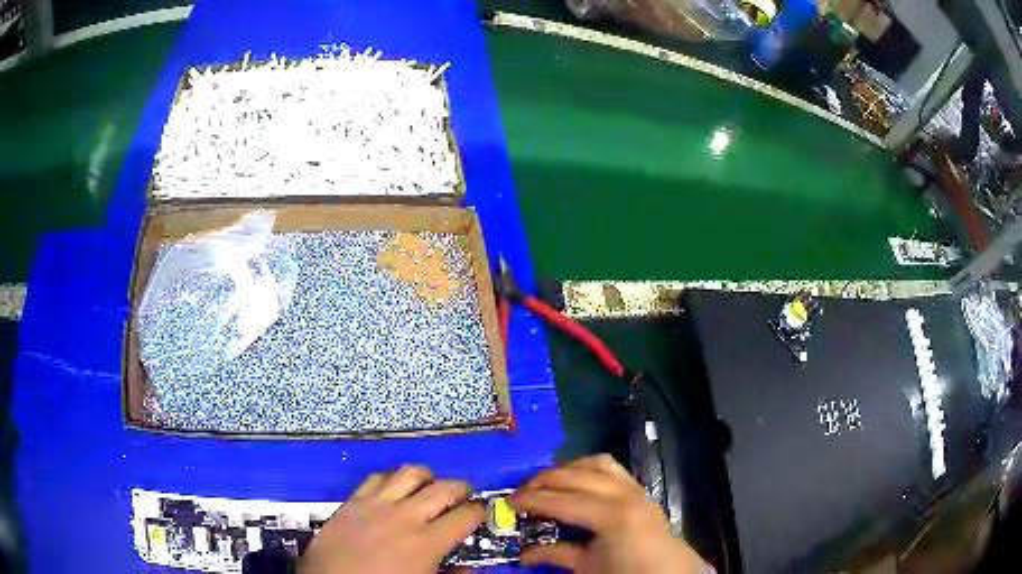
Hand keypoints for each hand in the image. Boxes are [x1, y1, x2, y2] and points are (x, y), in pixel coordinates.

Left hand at [299, 465, 483, 573]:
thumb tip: (468, 569)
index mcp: (426, 543)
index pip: (466, 515)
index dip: (478, 512)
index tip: (478, 515)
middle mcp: (404, 517)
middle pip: (444, 487)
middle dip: (461, 488)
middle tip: (463, 495)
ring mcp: (376, 505)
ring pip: (410, 473)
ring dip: (427, 477)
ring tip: (430, 485)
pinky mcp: (353, 501)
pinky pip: (376, 477)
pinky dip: (391, 478)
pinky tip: (393, 489)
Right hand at [508, 454, 707, 573]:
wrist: (670, 572)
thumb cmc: (627, 573)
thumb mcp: (588, 567)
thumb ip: (556, 555)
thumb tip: (523, 553)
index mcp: (610, 516)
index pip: (560, 500)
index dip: (531, 499)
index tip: (508, 501)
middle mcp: (623, 494)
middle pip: (575, 476)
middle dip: (542, 481)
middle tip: (520, 492)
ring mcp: (635, 488)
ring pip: (595, 463)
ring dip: (567, 469)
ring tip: (547, 483)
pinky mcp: (640, 488)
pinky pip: (611, 468)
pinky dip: (588, 469)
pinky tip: (576, 481)